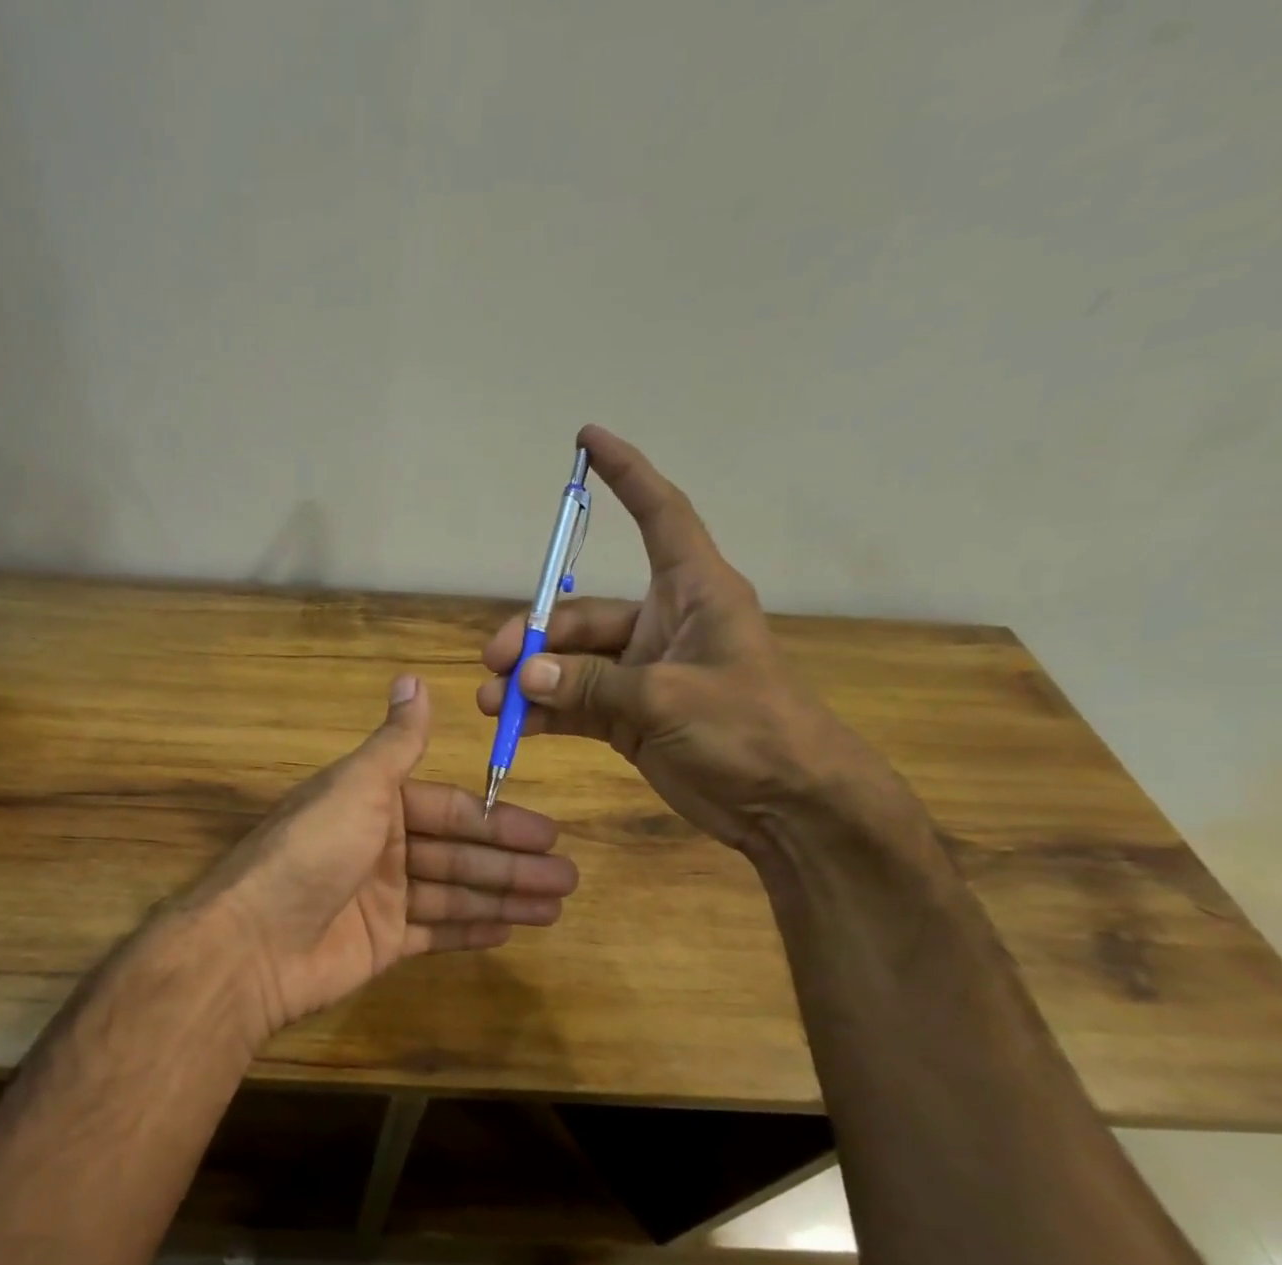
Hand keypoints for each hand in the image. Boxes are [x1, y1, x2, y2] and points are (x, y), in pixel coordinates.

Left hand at [189, 674, 578, 1045]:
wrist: (252, 942)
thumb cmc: (311, 852)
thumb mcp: (356, 786)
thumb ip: (395, 742)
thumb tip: (412, 677)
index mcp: (376, 804)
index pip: (450, 809)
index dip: (497, 821)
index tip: (547, 833)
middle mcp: (382, 846)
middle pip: (459, 853)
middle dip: (512, 864)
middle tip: (567, 876)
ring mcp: (382, 898)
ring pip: (455, 893)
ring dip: (504, 897)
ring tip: (555, 906)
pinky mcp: (381, 943)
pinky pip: (435, 931)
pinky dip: (470, 929)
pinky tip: (510, 930)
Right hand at [478, 424, 891, 857]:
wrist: (788, 806)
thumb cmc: (751, 730)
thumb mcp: (670, 699)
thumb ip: (592, 685)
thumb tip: (524, 677)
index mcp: (693, 593)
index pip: (659, 516)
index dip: (627, 475)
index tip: (588, 439)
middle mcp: (663, 625)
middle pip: (584, 614)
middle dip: (536, 637)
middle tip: (495, 664)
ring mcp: (642, 674)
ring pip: (572, 664)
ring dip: (531, 681)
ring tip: (493, 703)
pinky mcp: (629, 716)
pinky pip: (576, 703)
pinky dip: (546, 713)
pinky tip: (517, 726)